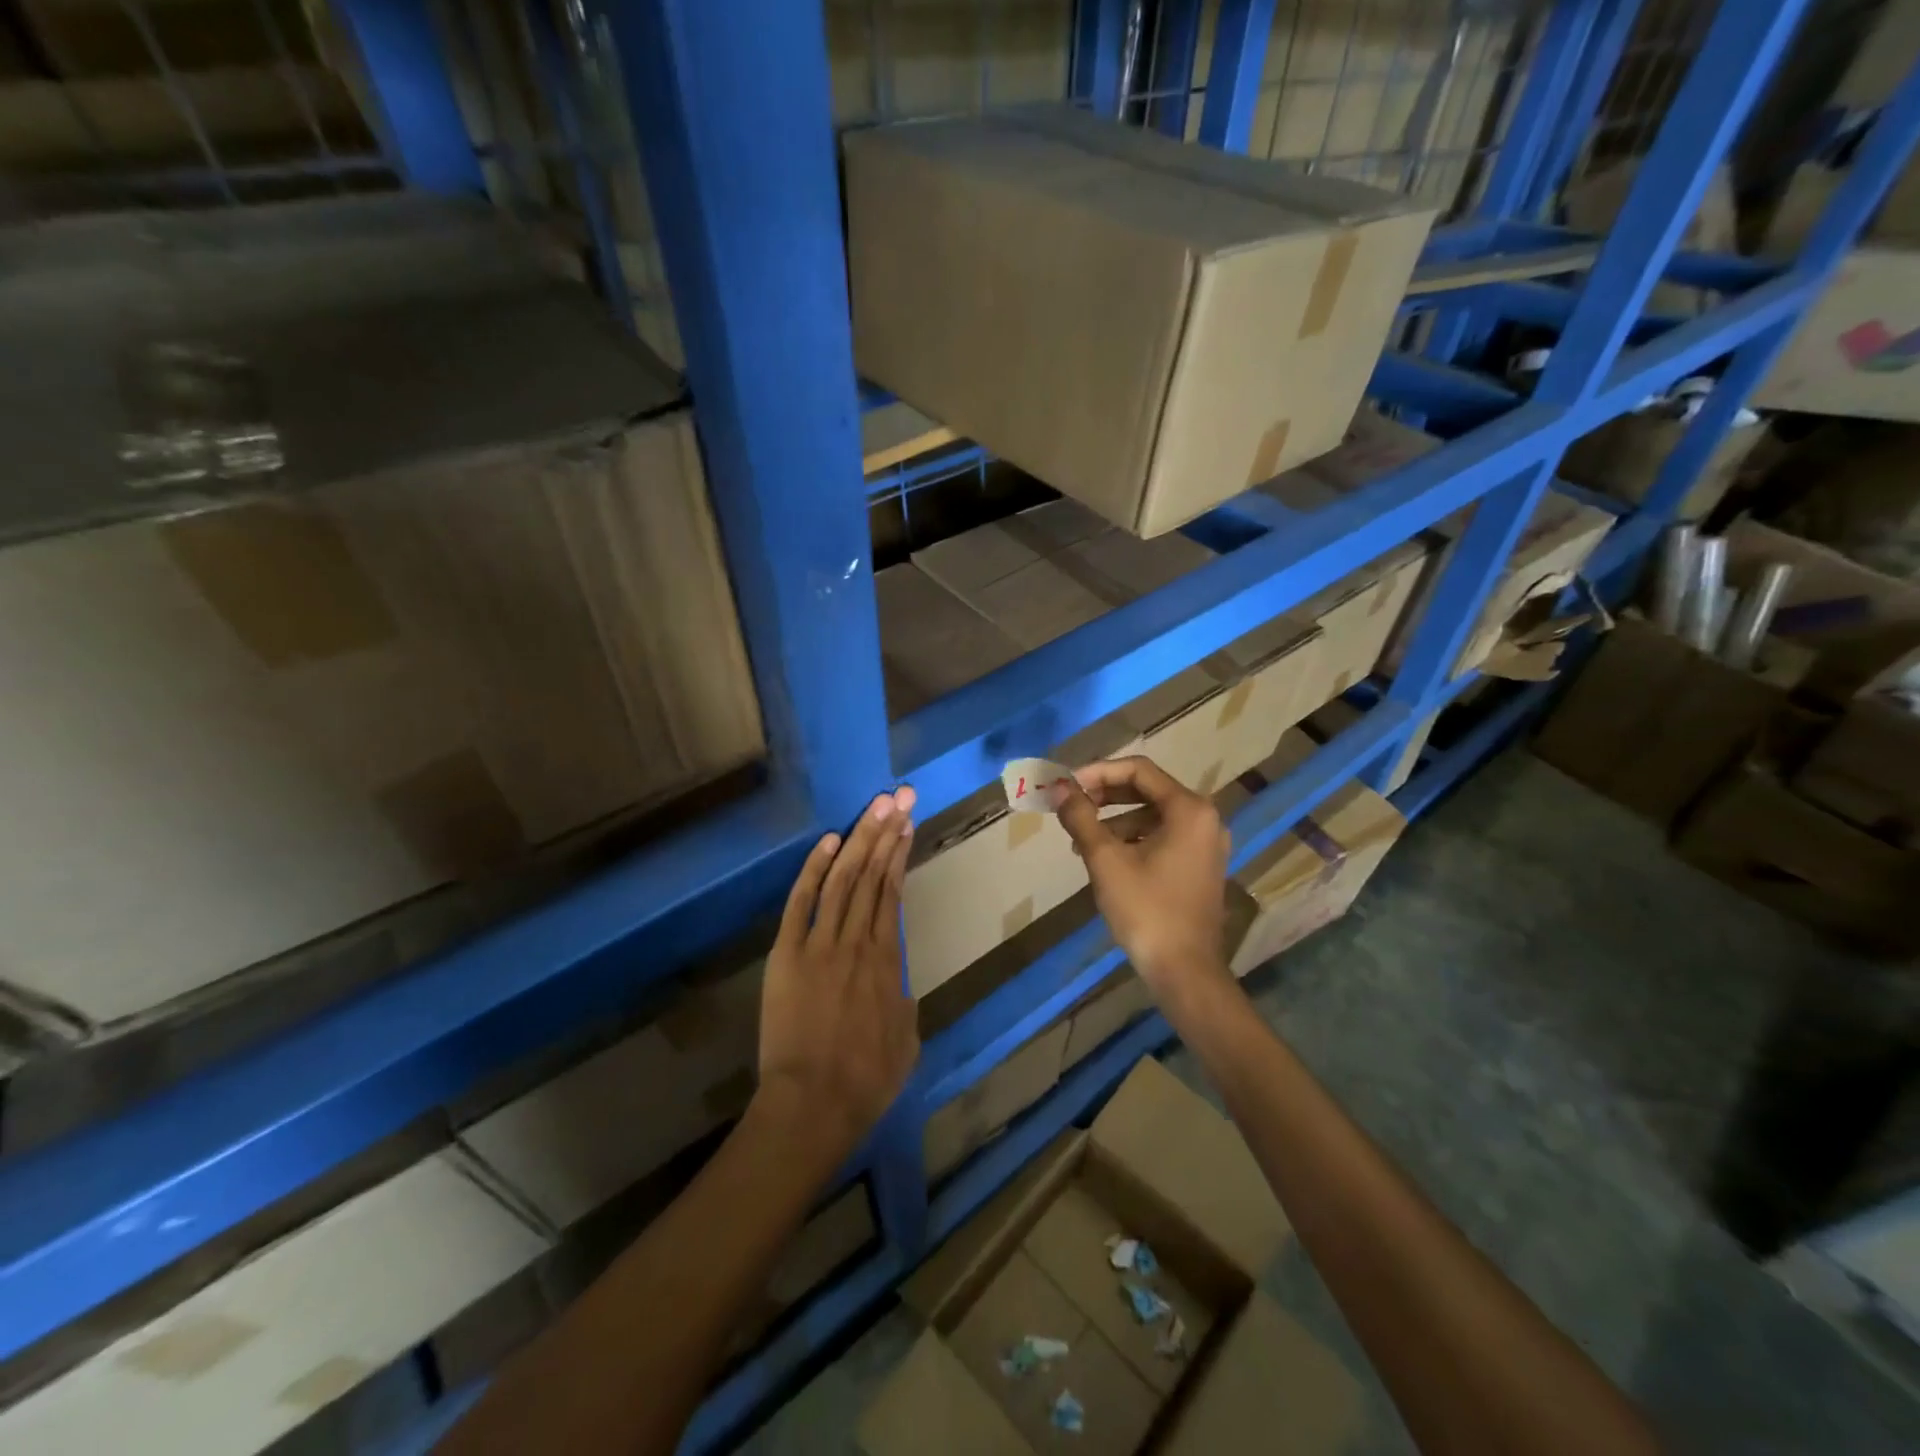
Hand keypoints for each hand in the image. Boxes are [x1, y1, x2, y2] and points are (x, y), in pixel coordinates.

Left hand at [756, 788, 919, 1166]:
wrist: (812, 1104)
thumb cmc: (866, 1080)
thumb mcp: (906, 1041)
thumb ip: (904, 1002)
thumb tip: (898, 984)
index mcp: (888, 960)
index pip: (892, 893)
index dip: (899, 855)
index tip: (907, 824)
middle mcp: (857, 941)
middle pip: (871, 875)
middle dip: (886, 832)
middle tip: (900, 797)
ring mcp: (820, 944)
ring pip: (843, 879)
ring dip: (859, 840)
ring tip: (874, 807)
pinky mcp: (787, 954)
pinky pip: (801, 904)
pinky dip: (814, 870)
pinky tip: (829, 841)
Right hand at [1052, 756, 1231, 995]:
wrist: (1184, 971)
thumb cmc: (1146, 910)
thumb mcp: (1106, 860)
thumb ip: (1081, 818)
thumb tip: (1060, 789)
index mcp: (1189, 809)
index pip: (1139, 770)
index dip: (1098, 772)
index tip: (1068, 785)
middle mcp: (1204, 819)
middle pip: (1148, 789)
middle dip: (1106, 795)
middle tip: (1072, 806)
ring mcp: (1206, 844)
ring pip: (1153, 815)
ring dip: (1115, 819)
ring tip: (1081, 840)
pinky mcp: (1200, 866)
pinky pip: (1163, 836)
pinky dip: (1133, 838)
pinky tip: (1105, 858)